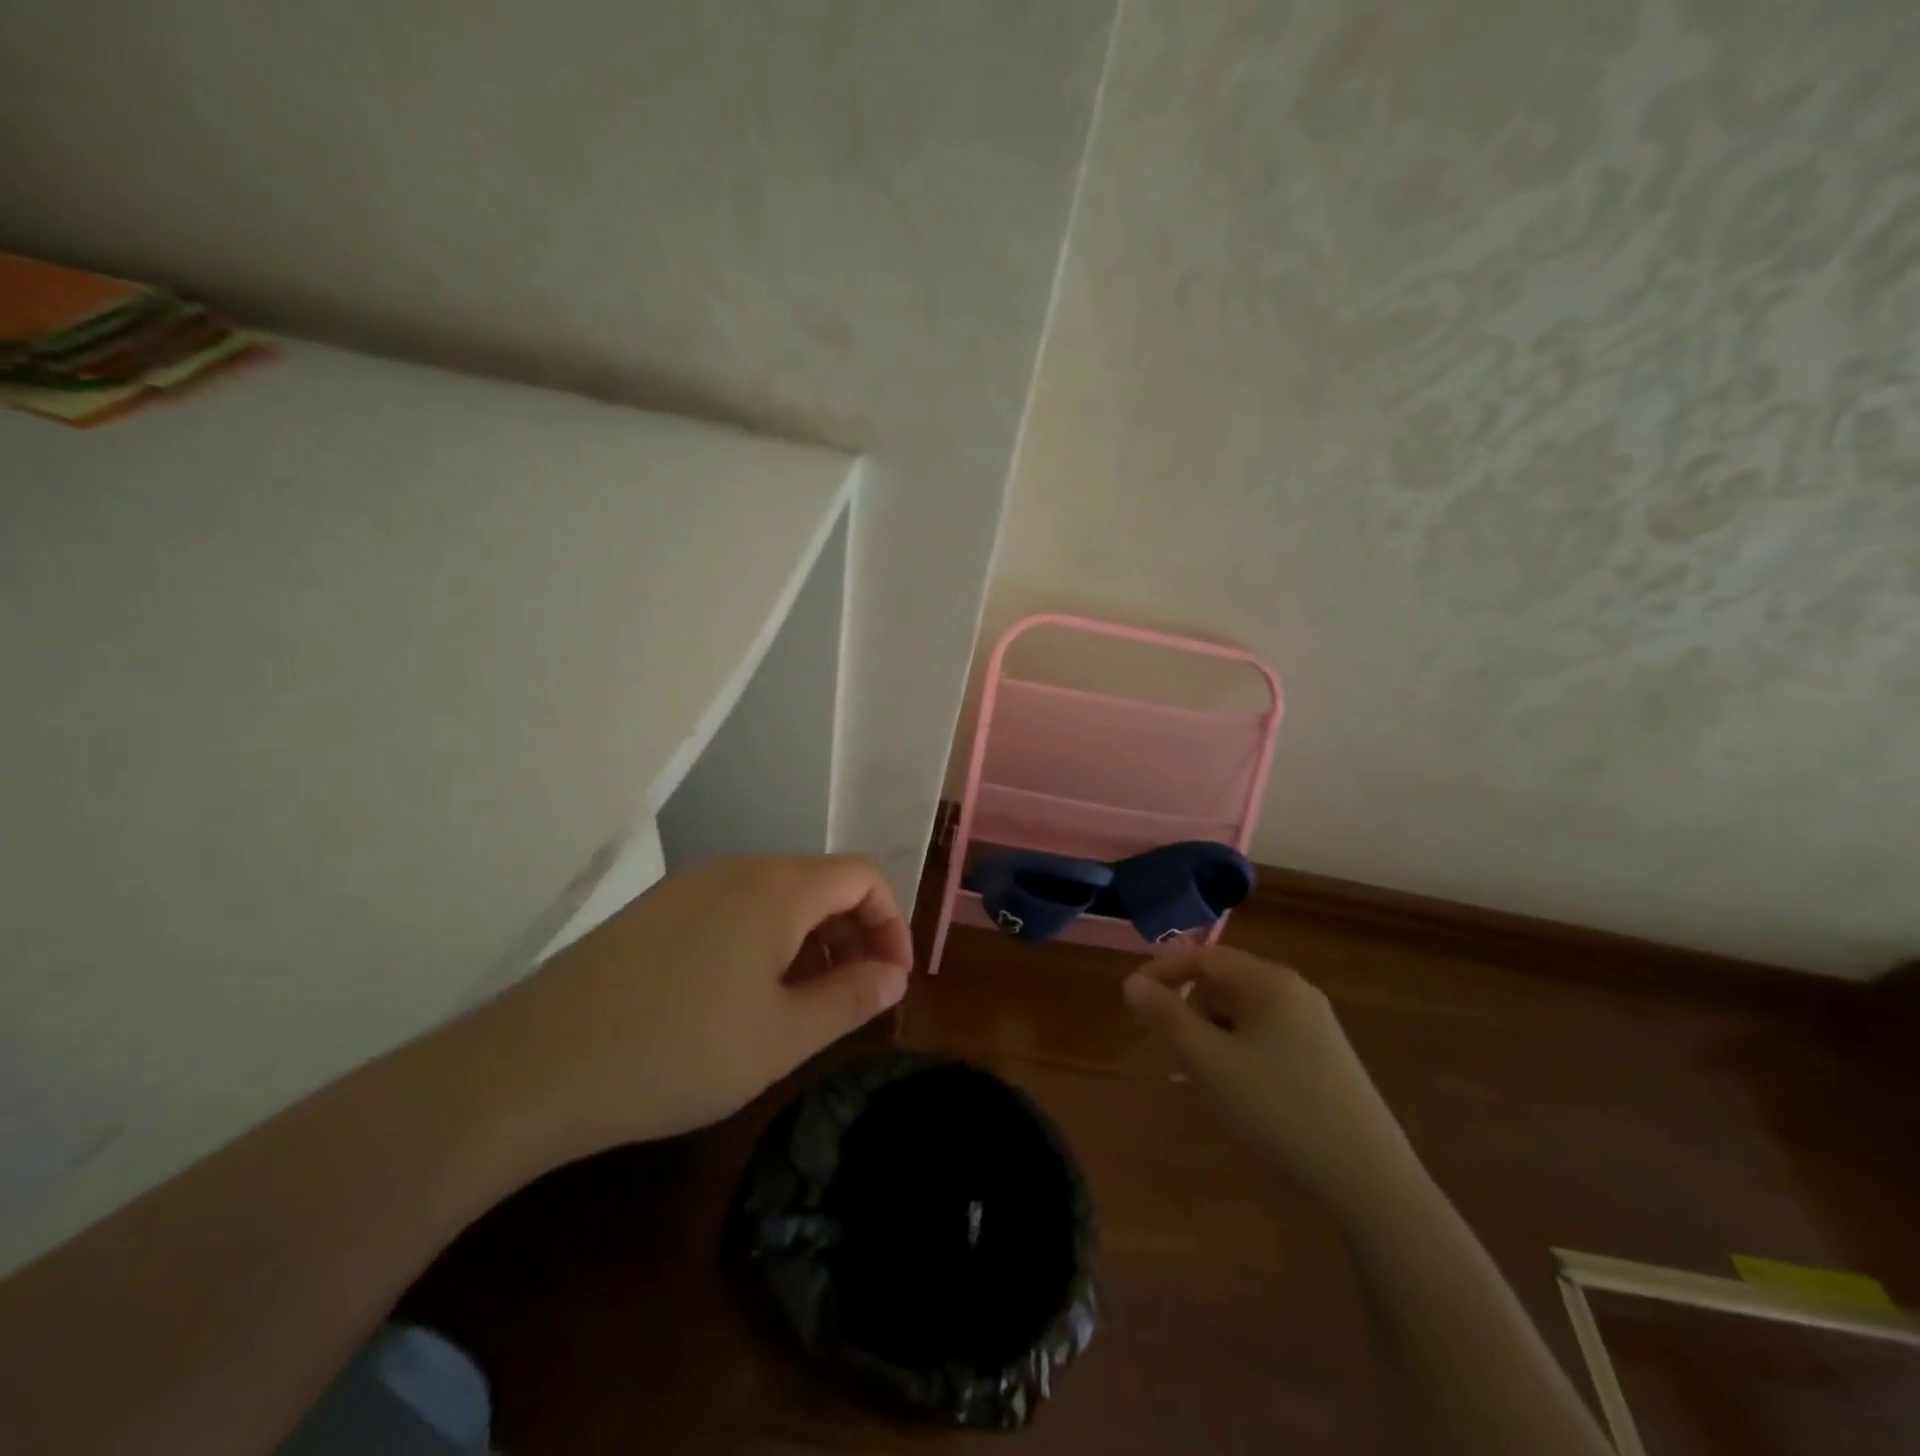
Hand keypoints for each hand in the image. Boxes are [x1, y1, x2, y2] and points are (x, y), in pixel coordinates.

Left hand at [492, 854, 912, 1153]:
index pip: (862, 876)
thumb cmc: (678, 1052)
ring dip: (807, 940)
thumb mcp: (782, 1037)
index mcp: (777, 887)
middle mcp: (737, 868)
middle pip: (819, 882)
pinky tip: (741, 997)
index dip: (891, 922)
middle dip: (851, 934)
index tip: (891, 979)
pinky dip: (762, 941)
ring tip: (800, 1003)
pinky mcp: (656, 909)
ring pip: (775, 896)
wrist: (534, 1066)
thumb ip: (850, 998)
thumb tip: (894, 975)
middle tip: (851, 997)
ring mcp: (690, 885)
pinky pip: (733, 908)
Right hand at [1123, 947, 1417, 1210]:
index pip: (1203, 955)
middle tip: (1166, 1047)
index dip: (1162, 971)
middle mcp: (1295, 991)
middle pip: (1224, 982)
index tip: (1132, 999)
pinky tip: (1235, 1089)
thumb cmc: (1279, 1109)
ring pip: (1244, 1012)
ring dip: (1211, 1033)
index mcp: (1269, 981)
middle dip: (1188, 1009)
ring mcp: (1315, 1024)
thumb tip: (1132, 982)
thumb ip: (1167, 1017)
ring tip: (1197, 1076)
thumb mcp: (1211, 1063)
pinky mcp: (1326, 1056)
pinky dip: (1238, 1050)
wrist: (1370, 1179)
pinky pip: (1266, 1035)